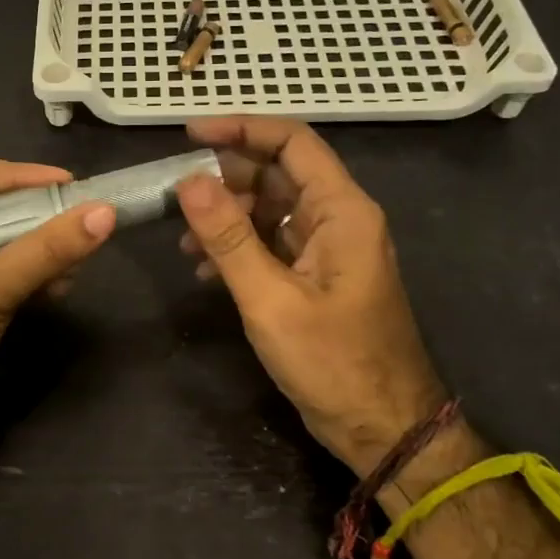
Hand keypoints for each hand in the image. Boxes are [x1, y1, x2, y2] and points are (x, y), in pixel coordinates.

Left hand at [0, 153, 115, 454]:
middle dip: (32, 215)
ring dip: (37, 247)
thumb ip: (45, 250)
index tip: (68, 184)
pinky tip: (60, 285)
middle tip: (79, 216)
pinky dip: (30, 272)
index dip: (18, 175)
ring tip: (74, 260)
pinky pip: (1, 267)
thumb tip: (105, 212)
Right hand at [174, 117, 447, 477]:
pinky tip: (206, 272)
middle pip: (278, 174)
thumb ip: (229, 238)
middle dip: (225, 180)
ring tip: (185, 243)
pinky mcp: (317, 278)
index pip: (292, 143)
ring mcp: (329, 250)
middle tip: (176, 196)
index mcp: (342, 211)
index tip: (189, 134)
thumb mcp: (271, 299)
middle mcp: (339, 220)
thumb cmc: (333, 363)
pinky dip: (239, 249)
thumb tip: (189, 180)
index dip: (241, 129)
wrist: (383, 428)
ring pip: (271, 210)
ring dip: (227, 218)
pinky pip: (273, 244)